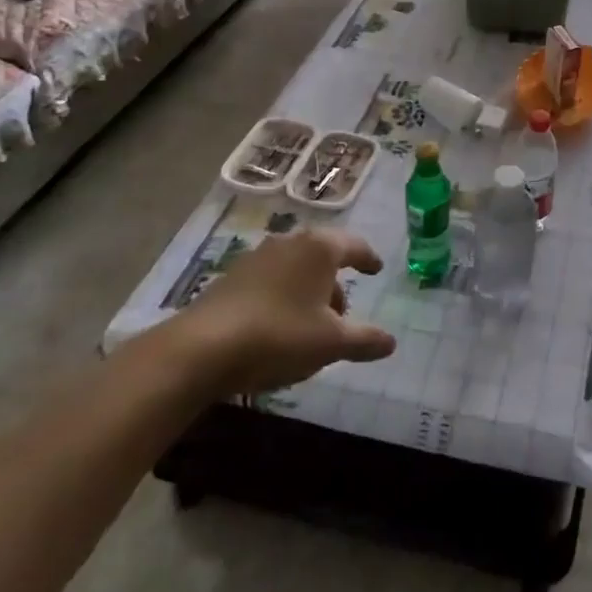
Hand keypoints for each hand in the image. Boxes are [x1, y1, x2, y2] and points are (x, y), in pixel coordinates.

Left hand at [165, 228, 396, 393]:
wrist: (201, 348)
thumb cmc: (279, 335)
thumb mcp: (330, 343)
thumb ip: (365, 340)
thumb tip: (391, 342)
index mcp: (320, 249)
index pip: (354, 246)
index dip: (368, 258)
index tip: (376, 268)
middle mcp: (290, 242)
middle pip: (323, 257)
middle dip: (335, 283)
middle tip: (342, 314)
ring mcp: (257, 257)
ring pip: (295, 269)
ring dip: (308, 292)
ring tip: (309, 327)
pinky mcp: (231, 277)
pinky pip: (271, 281)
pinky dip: (283, 297)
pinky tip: (278, 327)